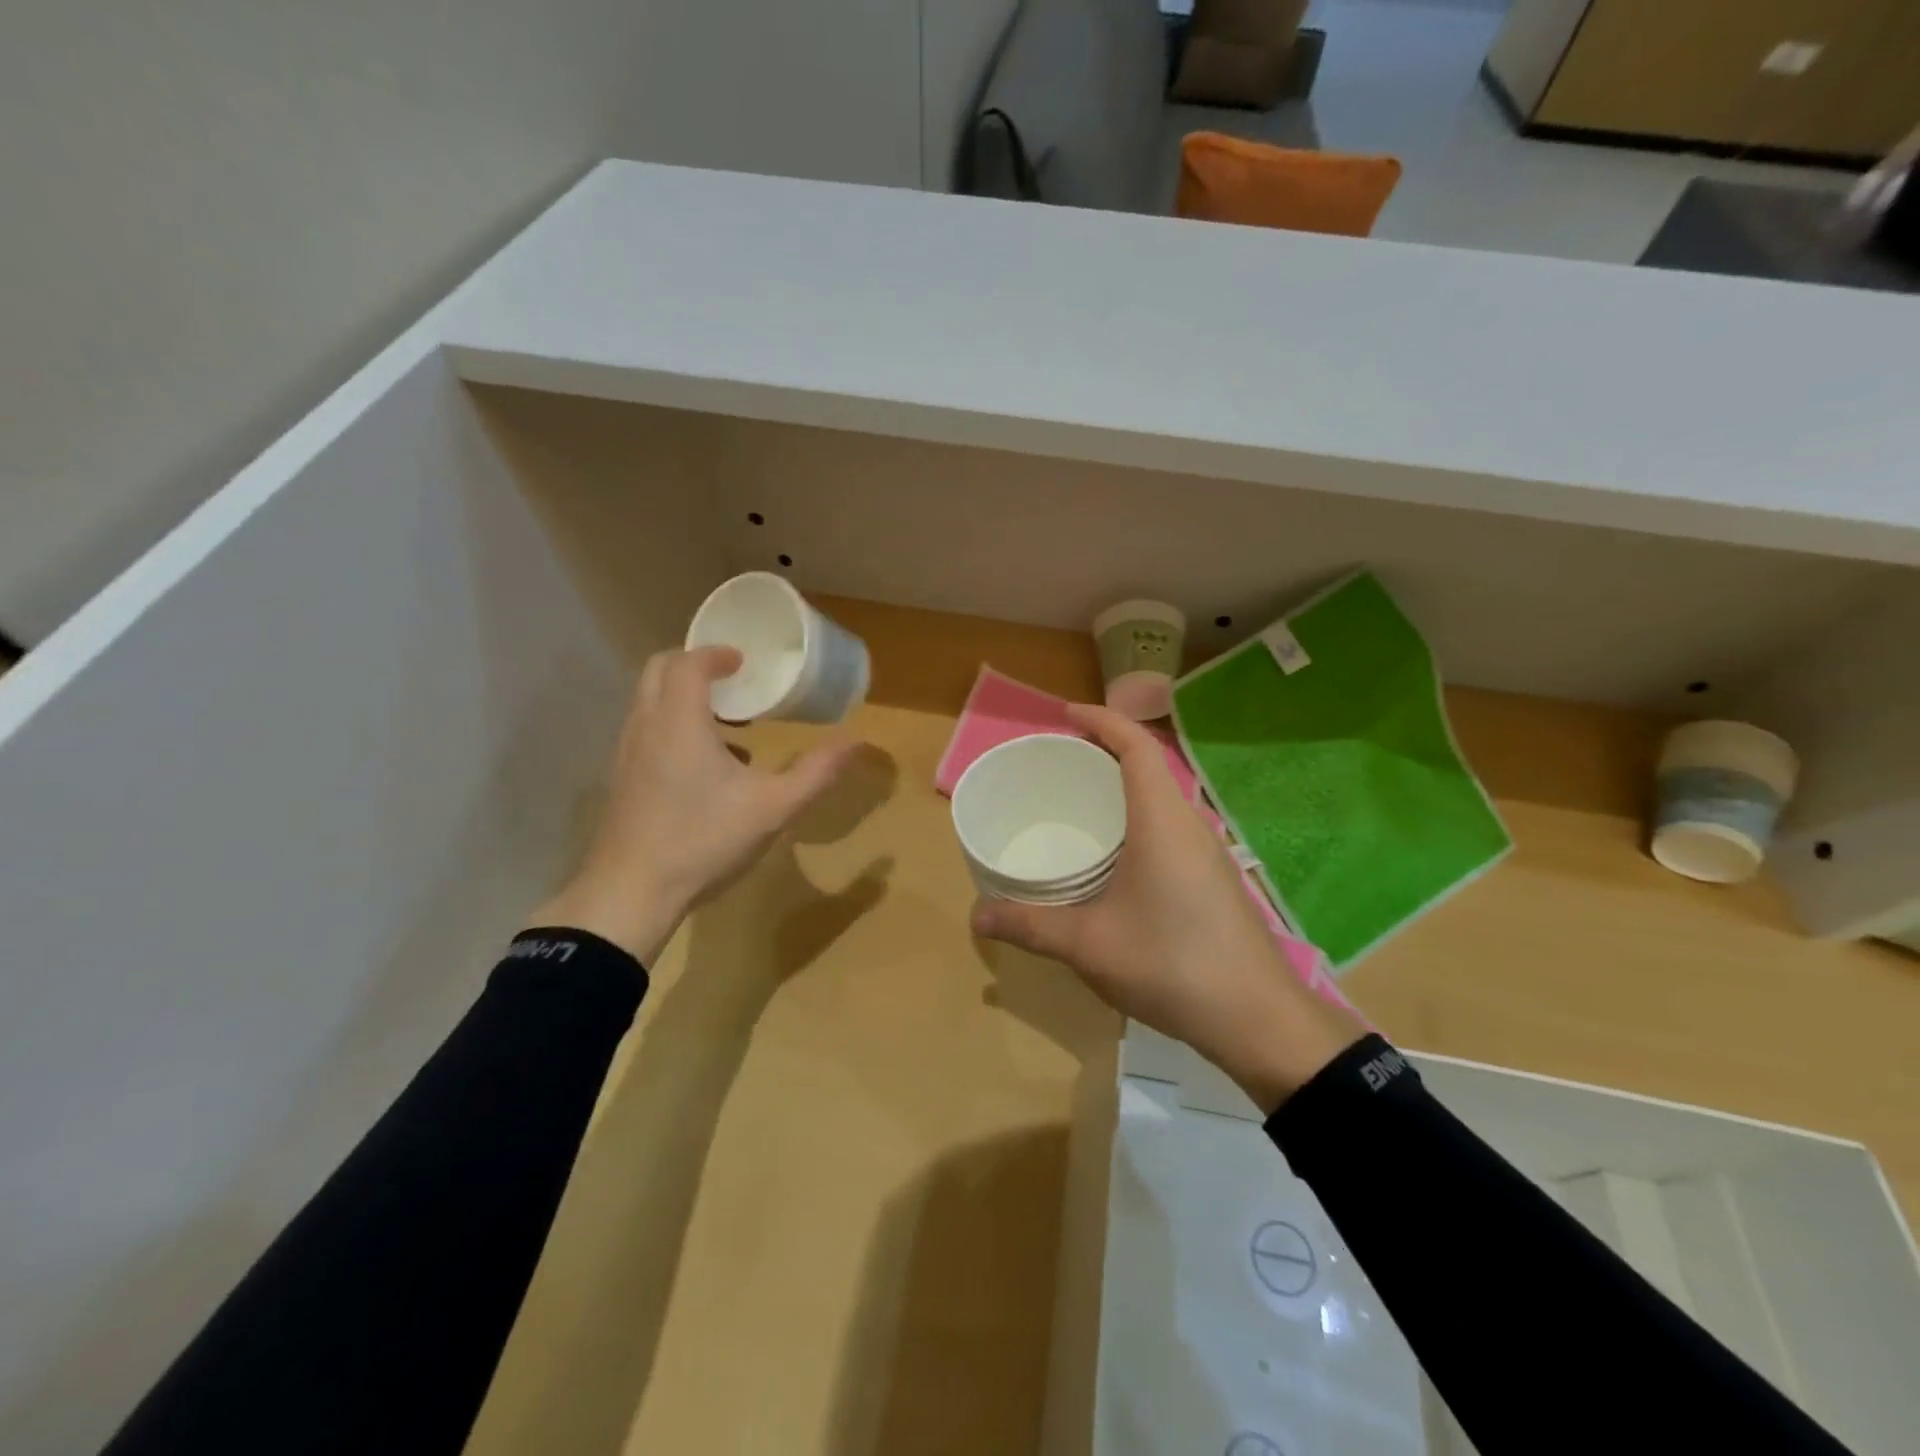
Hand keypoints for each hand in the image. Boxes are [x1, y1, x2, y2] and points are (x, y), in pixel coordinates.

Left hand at [529, 647, 861, 962]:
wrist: (631, 893)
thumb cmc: (704, 840)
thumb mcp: (773, 808)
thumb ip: (816, 772)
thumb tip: (856, 741)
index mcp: (679, 721)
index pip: (688, 663)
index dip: (716, 654)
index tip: (743, 661)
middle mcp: (645, 727)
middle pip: (659, 671)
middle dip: (695, 666)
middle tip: (733, 681)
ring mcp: (627, 753)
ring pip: (650, 703)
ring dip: (685, 699)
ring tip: (729, 726)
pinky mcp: (622, 779)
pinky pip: (646, 731)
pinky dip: (674, 727)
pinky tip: (708, 769)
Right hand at [970, 705, 1364, 1111]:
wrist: (1258, 1018)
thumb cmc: (1171, 964)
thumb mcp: (1089, 944)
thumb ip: (1030, 925)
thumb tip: (976, 915)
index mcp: (1162, 819)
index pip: (1136, 746)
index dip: (1102, 720)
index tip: (1066, 715)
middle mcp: (1190, 823)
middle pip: (1149, 765)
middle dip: (1105, 751)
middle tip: (1060, 761)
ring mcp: (1209, 852)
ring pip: (1162, 797)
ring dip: (1125, 787)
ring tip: (1080, 802)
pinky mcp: (1214, 877)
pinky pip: (1171, 826)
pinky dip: (1138, 818)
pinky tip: (1115, 857)